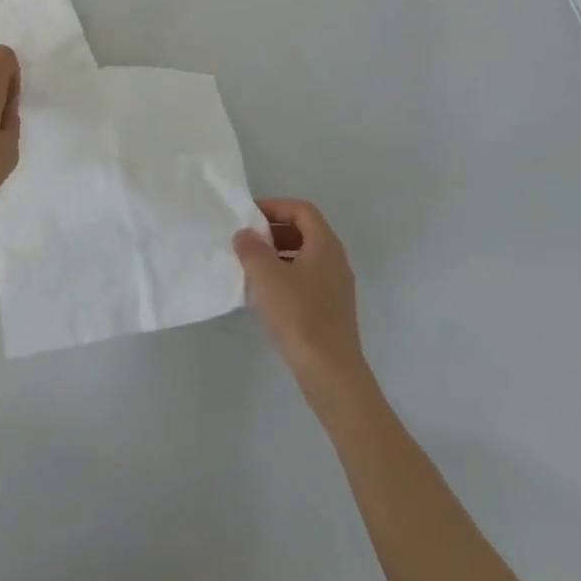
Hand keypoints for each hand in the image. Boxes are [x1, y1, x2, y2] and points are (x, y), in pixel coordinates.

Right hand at [234, 198, 367, 390]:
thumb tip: (245, 234)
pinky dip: (285, 277)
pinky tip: (265, 296)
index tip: (249, 216)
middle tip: (247, 240)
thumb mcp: (267, 276)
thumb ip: (251, 248)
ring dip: (277, 255)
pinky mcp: (331, 311)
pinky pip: (306, 280)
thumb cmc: (299, 315)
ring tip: (251, 266)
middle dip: (274, 231)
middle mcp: (335, 260)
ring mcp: (336, 287)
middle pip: (304, 231)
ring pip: (304, 257)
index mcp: (325, 244)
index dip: (275, 207)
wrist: (331, 374)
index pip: (301, 210)